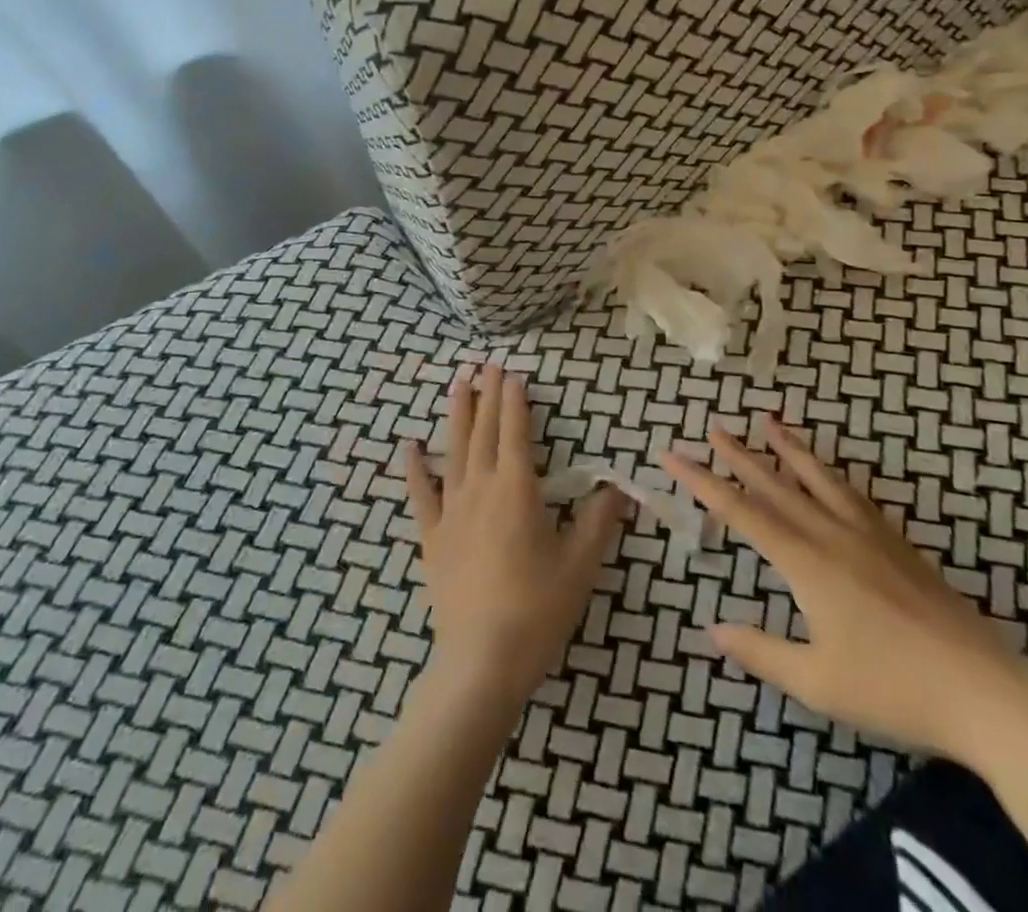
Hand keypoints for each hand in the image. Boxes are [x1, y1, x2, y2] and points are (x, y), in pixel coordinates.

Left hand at [404, 363, 626, 705]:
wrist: (480, 661)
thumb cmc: (536, 610)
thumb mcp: (580, 565)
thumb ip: (600, 522)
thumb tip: (618, 490)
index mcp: (517, 489)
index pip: (516, 431)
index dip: (515, 400)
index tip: (514, 374)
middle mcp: (481, 487)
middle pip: (484, 430)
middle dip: (487, 395)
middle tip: (487, 365)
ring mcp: (451, 510)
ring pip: (454, 450)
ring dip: (457, 415)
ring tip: (458, 385)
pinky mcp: (432, 535)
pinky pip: (421, 493)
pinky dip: (414, 467)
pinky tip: (409, 445)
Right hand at [663, 417, 1027, 762]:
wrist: (985, 691)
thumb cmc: (894, 689)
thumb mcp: (818, 682)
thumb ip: (762, 652)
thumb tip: (714, 630)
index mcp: (806, 562)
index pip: (742, 512)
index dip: (703, 482)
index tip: (673, 455)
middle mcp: (832, 535)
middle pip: (776, 485)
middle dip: (740, 456)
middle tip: (714, 428)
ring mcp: (869, 535)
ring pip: (818, 479)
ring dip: (789, 449)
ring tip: (769, 422)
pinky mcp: (897, 543)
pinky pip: (853, 494)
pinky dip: (831, 474)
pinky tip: (830, 472)